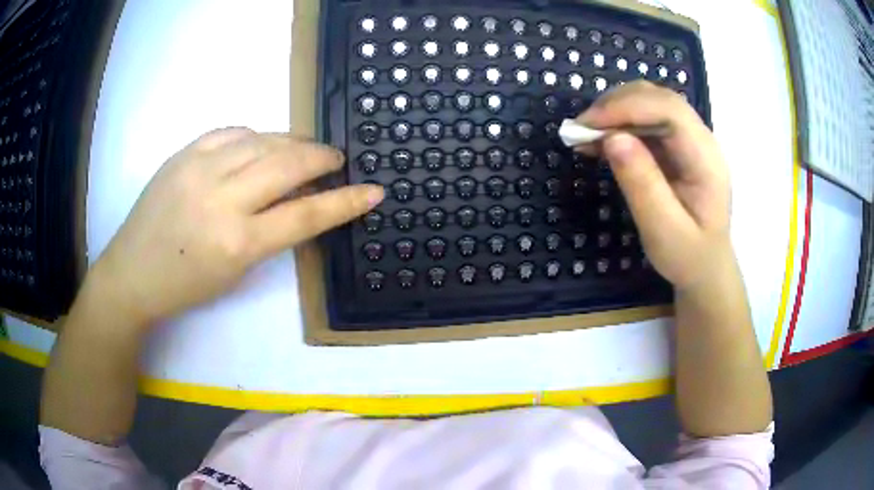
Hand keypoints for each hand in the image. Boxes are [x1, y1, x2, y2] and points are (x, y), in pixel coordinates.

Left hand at [90, 128, 383, 325]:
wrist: (133, 272)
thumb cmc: (186, 285)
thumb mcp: (237, 271)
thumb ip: (273, 232)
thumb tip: (303, 199)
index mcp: (238, 242)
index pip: (306, 214)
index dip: (346, 201)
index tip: (373, 190)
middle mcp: (222, 198)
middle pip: (289, 165)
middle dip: (322, 158)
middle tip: (336, 159)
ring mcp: (200, 168)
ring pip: (263, 139)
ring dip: (293, 141)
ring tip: (305, 148)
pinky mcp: (184, 152)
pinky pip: (232, 131)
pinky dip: (256, 134)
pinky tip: (262, 142)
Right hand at [577, 81, 730, 289]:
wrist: (705, 267)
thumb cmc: (688, 256)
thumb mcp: (664, 231)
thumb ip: (643, 185)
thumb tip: (612, 138)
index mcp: (706, 159)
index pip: (670, 110)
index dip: (627, 107)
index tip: (589, 124)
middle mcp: (701, 139)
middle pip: (659, 98)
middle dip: (617, 104)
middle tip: (582, 128)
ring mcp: (689, 140)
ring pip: (650, 103)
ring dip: (615, 111)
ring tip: (586, 134)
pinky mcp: (676, 145)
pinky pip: (646, 120)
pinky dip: (619, 124)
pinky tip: (600, 140)